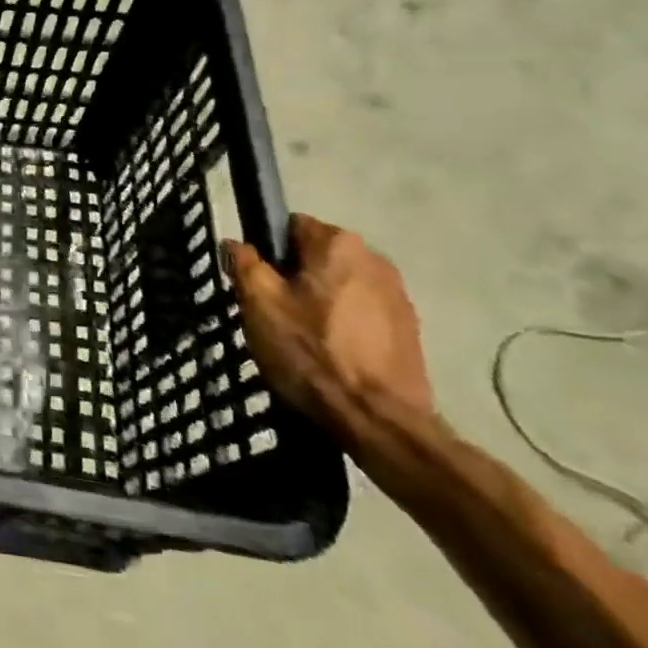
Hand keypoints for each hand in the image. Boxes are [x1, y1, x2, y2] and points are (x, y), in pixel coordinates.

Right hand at [224, 214, 434, 438]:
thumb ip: (244, 263)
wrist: (379, 421)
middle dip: (295, 278)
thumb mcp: (259, 303)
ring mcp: (399, 297)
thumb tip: (236, 244)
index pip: (291, 226)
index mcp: (339, 243)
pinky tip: (331, 355)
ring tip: (302, 338)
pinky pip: (363, 314)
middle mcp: (376, 259)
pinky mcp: (411, 332)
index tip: (257, 283)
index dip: (268, 252)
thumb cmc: (312, 352)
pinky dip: (345, 326)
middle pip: (318, 257)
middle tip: (274, 313)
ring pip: (341, 286)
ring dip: (321, 302)